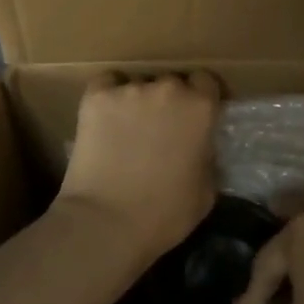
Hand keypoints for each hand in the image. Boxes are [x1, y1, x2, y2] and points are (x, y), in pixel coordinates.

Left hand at [55, 71, 221, 257]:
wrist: (107, 222)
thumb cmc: (165, 213)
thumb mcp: (207, 190)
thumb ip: (208, 157)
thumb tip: (200, 147)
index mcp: (200, 107)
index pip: (206, 81)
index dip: (202, 97)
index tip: (198, 116)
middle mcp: (167, 88)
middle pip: (172, 82)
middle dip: (170, 101)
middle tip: (163, 128)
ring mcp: (129, 90)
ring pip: (139, 84)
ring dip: (140, 101)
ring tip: (130, 129)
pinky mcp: (96, 97)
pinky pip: (107, 83)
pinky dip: (109, 96)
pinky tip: (107, 118)